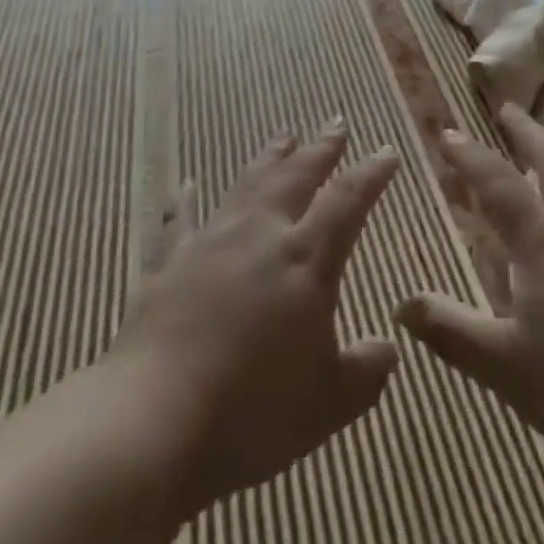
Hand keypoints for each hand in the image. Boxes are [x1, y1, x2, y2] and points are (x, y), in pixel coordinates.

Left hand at [107, 124, 401, 514]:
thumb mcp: (328, 405)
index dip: (370, 173)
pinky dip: (186, 200)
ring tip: (284, 135)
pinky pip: (182, 220)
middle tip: (336, 123)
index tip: (387, 150)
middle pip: (296, 177)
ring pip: (248, 184)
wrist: (154, 420)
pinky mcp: (171, 263)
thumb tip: (389, 349)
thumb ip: (365, 372)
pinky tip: (186, 183)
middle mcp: (260, 235)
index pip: (347, 201)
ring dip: (270, 158)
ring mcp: (212, 243)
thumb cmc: (252, 413)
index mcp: (305, 260)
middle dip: (320, 149)